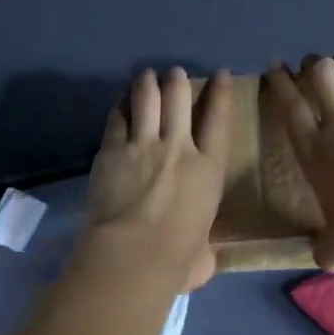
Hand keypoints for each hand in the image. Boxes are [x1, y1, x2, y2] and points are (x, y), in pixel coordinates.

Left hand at [83, 68, 231, 293]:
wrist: (133, 254)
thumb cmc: (177, 260)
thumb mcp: (203, 254)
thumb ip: (204, 249)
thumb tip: (203, 259)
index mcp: (209, 169)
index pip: (219, 120)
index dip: (221, 93)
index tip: (221, 75)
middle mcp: (179, 148)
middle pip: (179, 99)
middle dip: (178, 81)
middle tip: (174, 74)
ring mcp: (143, 145)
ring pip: (147, 99)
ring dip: (147, 84)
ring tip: (146, 76)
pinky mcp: (112, 150)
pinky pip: (116, 118)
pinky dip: (120, 106)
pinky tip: (120, 100)